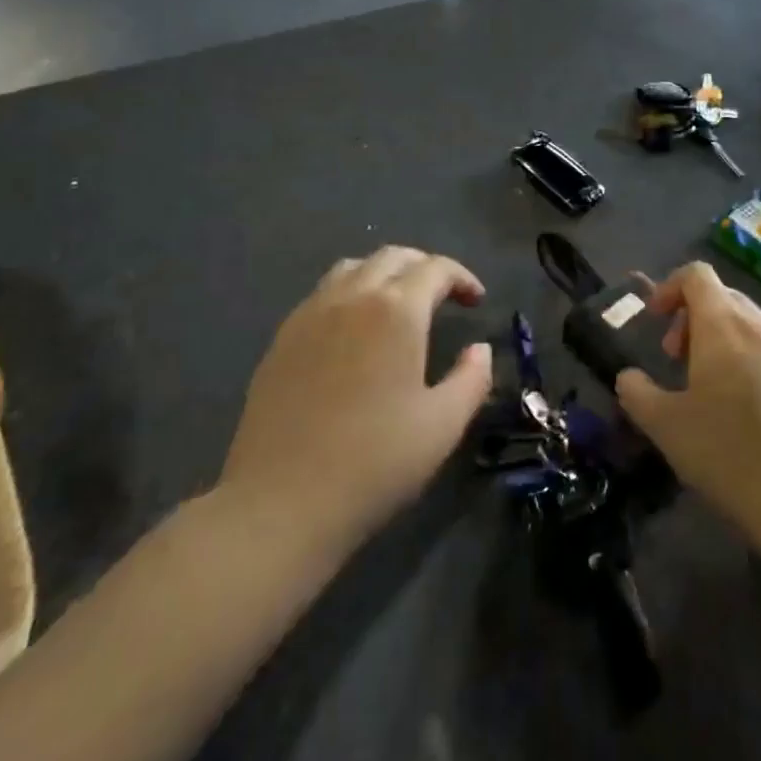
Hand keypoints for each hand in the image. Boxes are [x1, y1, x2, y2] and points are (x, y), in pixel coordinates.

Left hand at [213, 247, 493, 555]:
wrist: (280, 503)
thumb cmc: (374, 462)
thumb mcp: (443, 425)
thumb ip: (472, 379)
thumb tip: (480, 349)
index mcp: (397, 310)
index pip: (436, 269)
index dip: (462, 278)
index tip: (476, 300)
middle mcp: (353, 296)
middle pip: (393, 257)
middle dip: (424, 267)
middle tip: (443, 295)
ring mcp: (311, 314)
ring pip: (353, 268)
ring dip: (383, 273)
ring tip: (397, 304)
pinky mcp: (282, 338)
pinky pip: (322, 294)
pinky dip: (349, 293)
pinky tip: (353, 331)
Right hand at [615, 263, 760, 550]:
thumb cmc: (729, 454)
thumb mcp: (666, 427)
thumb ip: (637, 393)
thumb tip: (629, 377)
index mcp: (724, 324)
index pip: (696, 274)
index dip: (670, 287)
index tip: (655, 320)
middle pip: (724, 298)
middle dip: (694, 319)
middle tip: (678, 360)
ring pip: (753, 326)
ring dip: (726, 342)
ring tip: (715, 390)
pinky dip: (756, 364)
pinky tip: (754, 414)